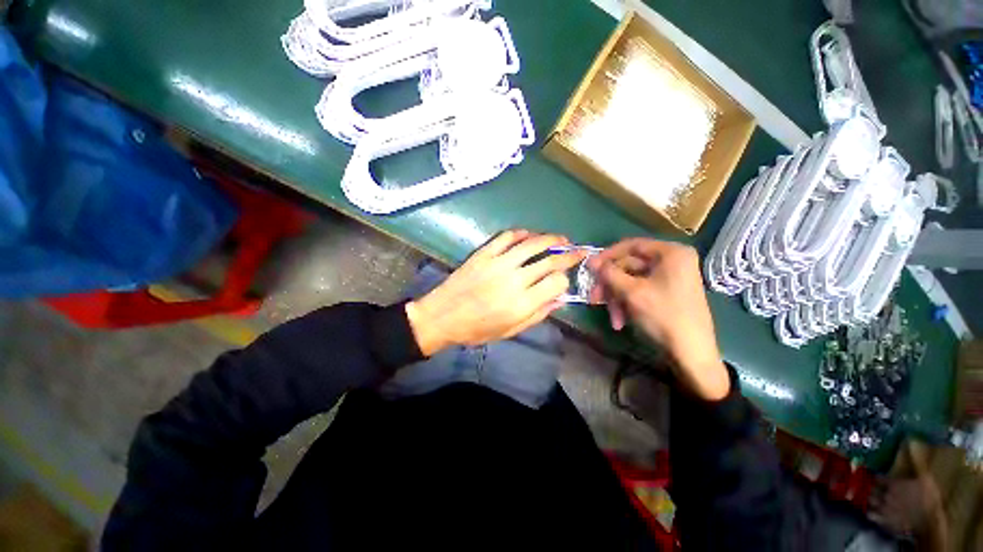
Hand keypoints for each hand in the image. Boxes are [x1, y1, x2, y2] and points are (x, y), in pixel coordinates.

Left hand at [406, 230, 585, 355]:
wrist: (442, 316)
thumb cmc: (477, 329)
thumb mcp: (510, 331)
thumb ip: (537, 315)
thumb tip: (560, 299)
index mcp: (522, 303)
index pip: (556, 283)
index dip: (565, 280)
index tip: (563, 280)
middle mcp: (514, 280)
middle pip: (550, 260)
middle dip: (569, 254)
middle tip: (578, 250)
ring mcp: (498, 263)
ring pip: (532, 244)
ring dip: (551, 238)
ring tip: (561, 238)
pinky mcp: (484, 254)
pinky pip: (506, 237)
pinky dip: (521, 233)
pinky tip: (529, 235)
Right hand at [587, 238, 729, 400]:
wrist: (691, 354)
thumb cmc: (663, 316)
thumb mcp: (631, 292)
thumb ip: (609, 273)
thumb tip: (590, 261)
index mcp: (671, 253)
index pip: (631, 245)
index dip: (607, 256)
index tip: (590, 268)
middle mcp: (671, 261)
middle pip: (628, 266)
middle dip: (610, 285)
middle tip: (594, 298)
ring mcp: (669, 278)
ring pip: (631, 281)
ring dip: (617, 298)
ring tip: (612, 318)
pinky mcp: (666, 293)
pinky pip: (639, 292)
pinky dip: (627, 304)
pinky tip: (620, 321)